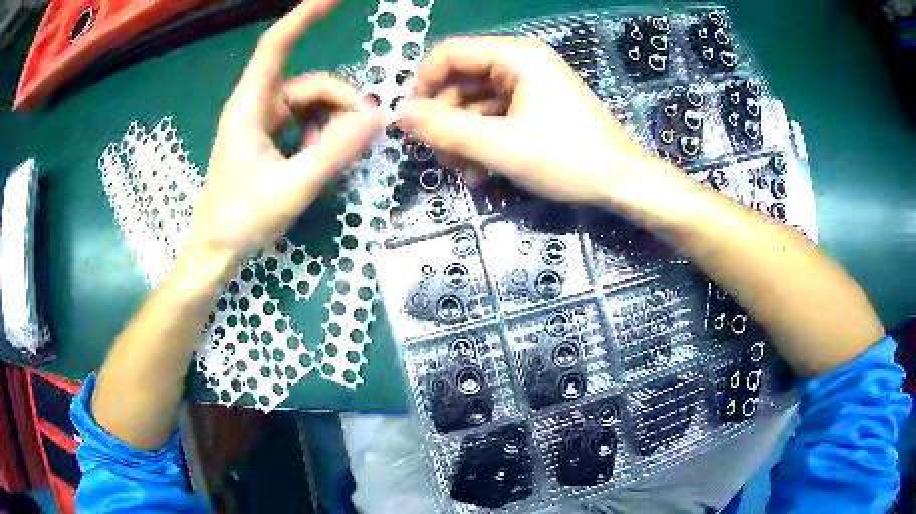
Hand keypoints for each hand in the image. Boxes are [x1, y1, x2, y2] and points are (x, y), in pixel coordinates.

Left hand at [191, 0, 382, 261]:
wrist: (215, 253)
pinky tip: (321, 158)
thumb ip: (335, 150)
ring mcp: (260, 122)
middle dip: (340, 102)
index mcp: (250, 106)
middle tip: (364, 133)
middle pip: (308, 83)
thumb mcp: (294, 186)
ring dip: (331, 124)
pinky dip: (319, 135)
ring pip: (308, 104)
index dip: (306, 15)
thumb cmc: (241, 221)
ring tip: (336, 157)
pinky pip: (302, 122)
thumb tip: (377, 116)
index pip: (277, 45)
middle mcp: (255, 105)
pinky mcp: (265, 138)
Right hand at [398, 36, 675, 206]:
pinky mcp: (537, 107)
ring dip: (462, 135)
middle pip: (462, 80)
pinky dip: (483, 140)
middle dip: (444, 118)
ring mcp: (530, 86)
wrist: (622, 182)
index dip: (423, 84)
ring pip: (477, 103)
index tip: (410, 121)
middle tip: (437, 154)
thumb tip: (399, 114)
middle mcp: (520, 63)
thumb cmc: (567, 158)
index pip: (449, 54)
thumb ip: (445, 128)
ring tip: (460, 170)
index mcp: (515, 56)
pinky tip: (480, 171)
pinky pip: (497, 116)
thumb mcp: (500, 145)